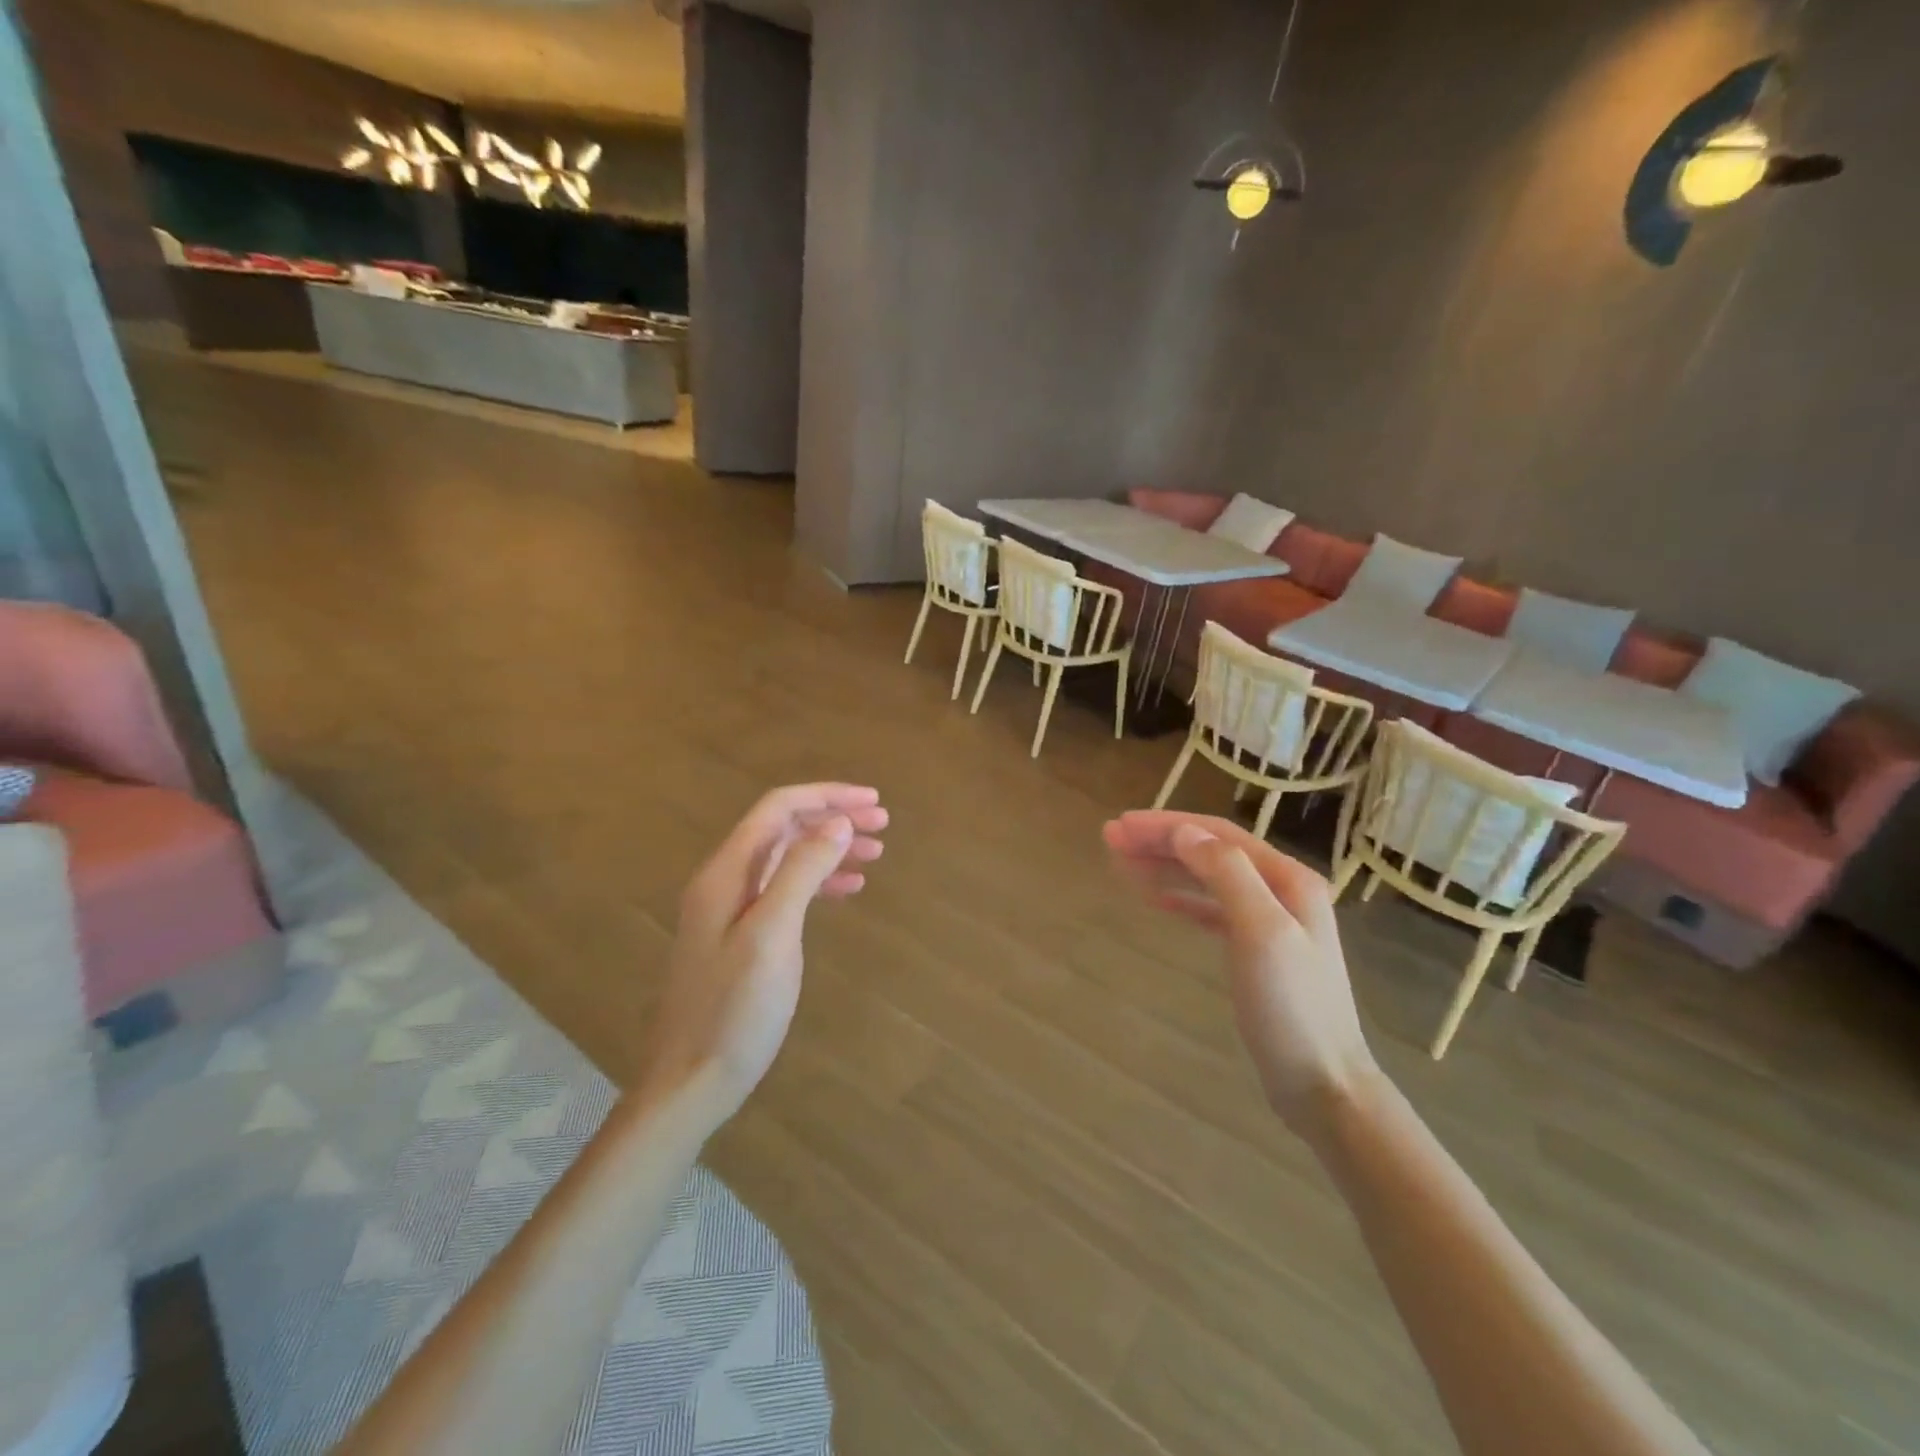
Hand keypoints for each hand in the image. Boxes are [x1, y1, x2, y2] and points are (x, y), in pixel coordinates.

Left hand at [638, 783, 888, 1125]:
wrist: (691, 1081)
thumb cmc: (735, 1010)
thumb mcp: (773, 936)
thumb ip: (802, 872)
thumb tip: (837, 822)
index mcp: (726, 873)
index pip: (778, 809)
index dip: (826, 797)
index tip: (872, 801)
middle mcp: (725, 881)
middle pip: (784, 828)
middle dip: (833, 818)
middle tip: (883, 823)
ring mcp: (731, 909)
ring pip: (787, 858)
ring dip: (830, 848)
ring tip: (876, 853)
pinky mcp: (741, 935)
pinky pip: (785, 890)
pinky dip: (819, 882)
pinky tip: (849, 890)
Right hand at [1103, 810, 1377, 1133]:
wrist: (1324, 1085)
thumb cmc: (1291, 1008)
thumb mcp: (1262, 932)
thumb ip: (1227, 875)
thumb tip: (1184, 833)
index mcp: (1288, 878)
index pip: (1217, 835)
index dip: (1166, 826)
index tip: (1120, 826)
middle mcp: (1282, 890)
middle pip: (1211, 851)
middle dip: (1161, 841)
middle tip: (1111, 840)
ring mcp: (1271, 921)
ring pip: (1209, 878)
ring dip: (1166, 866)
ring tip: (1123, 863)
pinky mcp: (1258, 951)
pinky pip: (1212, 909)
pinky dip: (1182, 898)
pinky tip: (1158, 900)